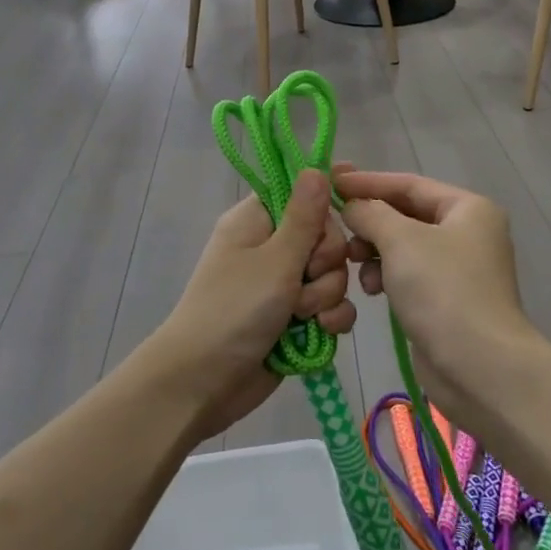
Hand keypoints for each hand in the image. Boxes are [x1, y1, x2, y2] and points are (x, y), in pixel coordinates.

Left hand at [145, 169, 355, 437]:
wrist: (203, 382)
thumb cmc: (234, 310)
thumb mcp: (275, 260)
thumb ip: (304, 216)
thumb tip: (315, 167)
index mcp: (257, 221)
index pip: (302, 194)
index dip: (324, 204)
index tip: (348, 209)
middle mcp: (271, 248)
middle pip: (325, 238)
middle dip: (326, 262)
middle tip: (305, 278)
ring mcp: (283, 286)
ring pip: (331, 276)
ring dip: (325, 297)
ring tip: (303, 316)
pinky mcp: (294, 320)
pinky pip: (329, 308)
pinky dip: (330, 320)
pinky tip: (321, 333)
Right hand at [335, 169, 539, 411]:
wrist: (479, 366)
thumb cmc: (442, 290)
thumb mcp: (400, 240)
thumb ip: (370, 213)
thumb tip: (352, 206)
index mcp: (468, 208)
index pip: (408, 184)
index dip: (367, 181)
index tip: (330, 179)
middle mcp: (467, 233)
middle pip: (406, 214)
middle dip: (370, 221)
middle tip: (336, 228)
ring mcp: (459, 268)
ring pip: (404, 246)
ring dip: (374, 251)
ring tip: (352, 262)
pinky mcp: (447, 300)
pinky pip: (408, 274)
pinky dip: (387, 275)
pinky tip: (370, 290)